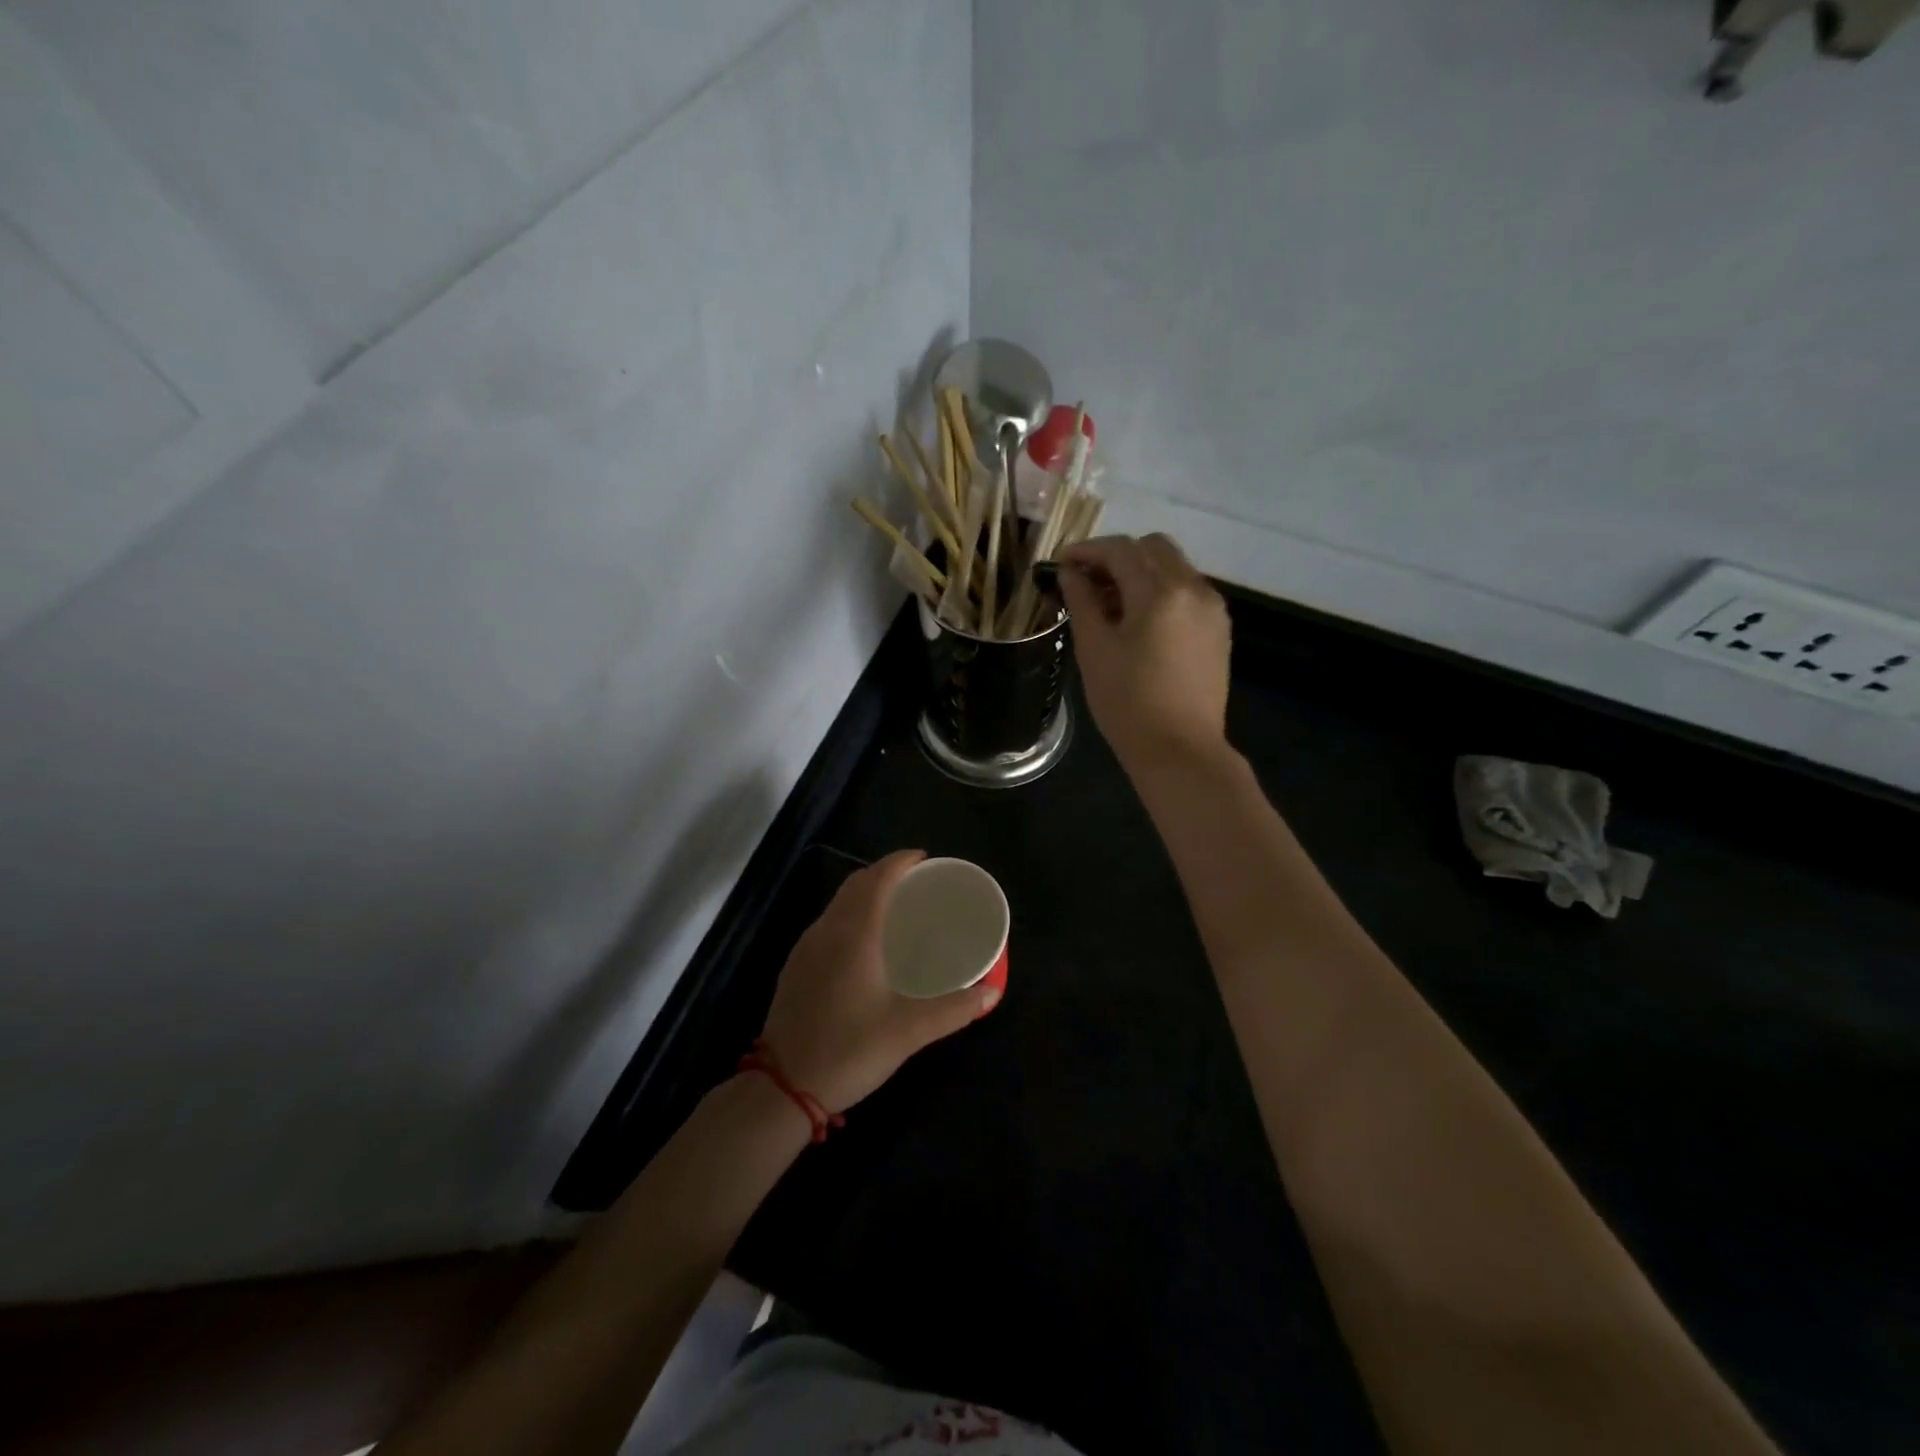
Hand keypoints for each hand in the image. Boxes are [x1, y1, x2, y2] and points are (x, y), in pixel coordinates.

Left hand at [758, 850, 999, 1113]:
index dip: (900, 861)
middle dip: (884, 874)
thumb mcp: (909, 1031)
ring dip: (865, 894)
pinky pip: (828, 924)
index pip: (877, 878)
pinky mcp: (795, 968)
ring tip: (895, 909)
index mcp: (854, 934)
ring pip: (838, 904)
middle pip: (855, 885)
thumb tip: (991, 993)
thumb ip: (954, 1009)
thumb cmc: (849, 1049)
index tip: (925, 860)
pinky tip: (864, 945)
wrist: (782, 1088)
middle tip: (916, 883)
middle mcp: (827, 931)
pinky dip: (850, 916)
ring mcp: (805, 949)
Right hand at [1058, 533, 1231, 771]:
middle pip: (1153, 549)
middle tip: (1086, 582)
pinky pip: (1187, 592)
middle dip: (1117, 557)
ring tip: (1109, 604)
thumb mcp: (1094, 649)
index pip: (1121, 550)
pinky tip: (1138, 621)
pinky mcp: (1218, 629)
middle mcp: (1194, 588)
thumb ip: (1082, 601)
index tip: (1061, 564)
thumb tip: (1071, 572)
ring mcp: (1212, 608)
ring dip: (1140, 574)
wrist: (1180, 750)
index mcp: (1161, 591)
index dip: (1087, 551)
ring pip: (1173, 568)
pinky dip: (1160, 592)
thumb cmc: (1127, 702)